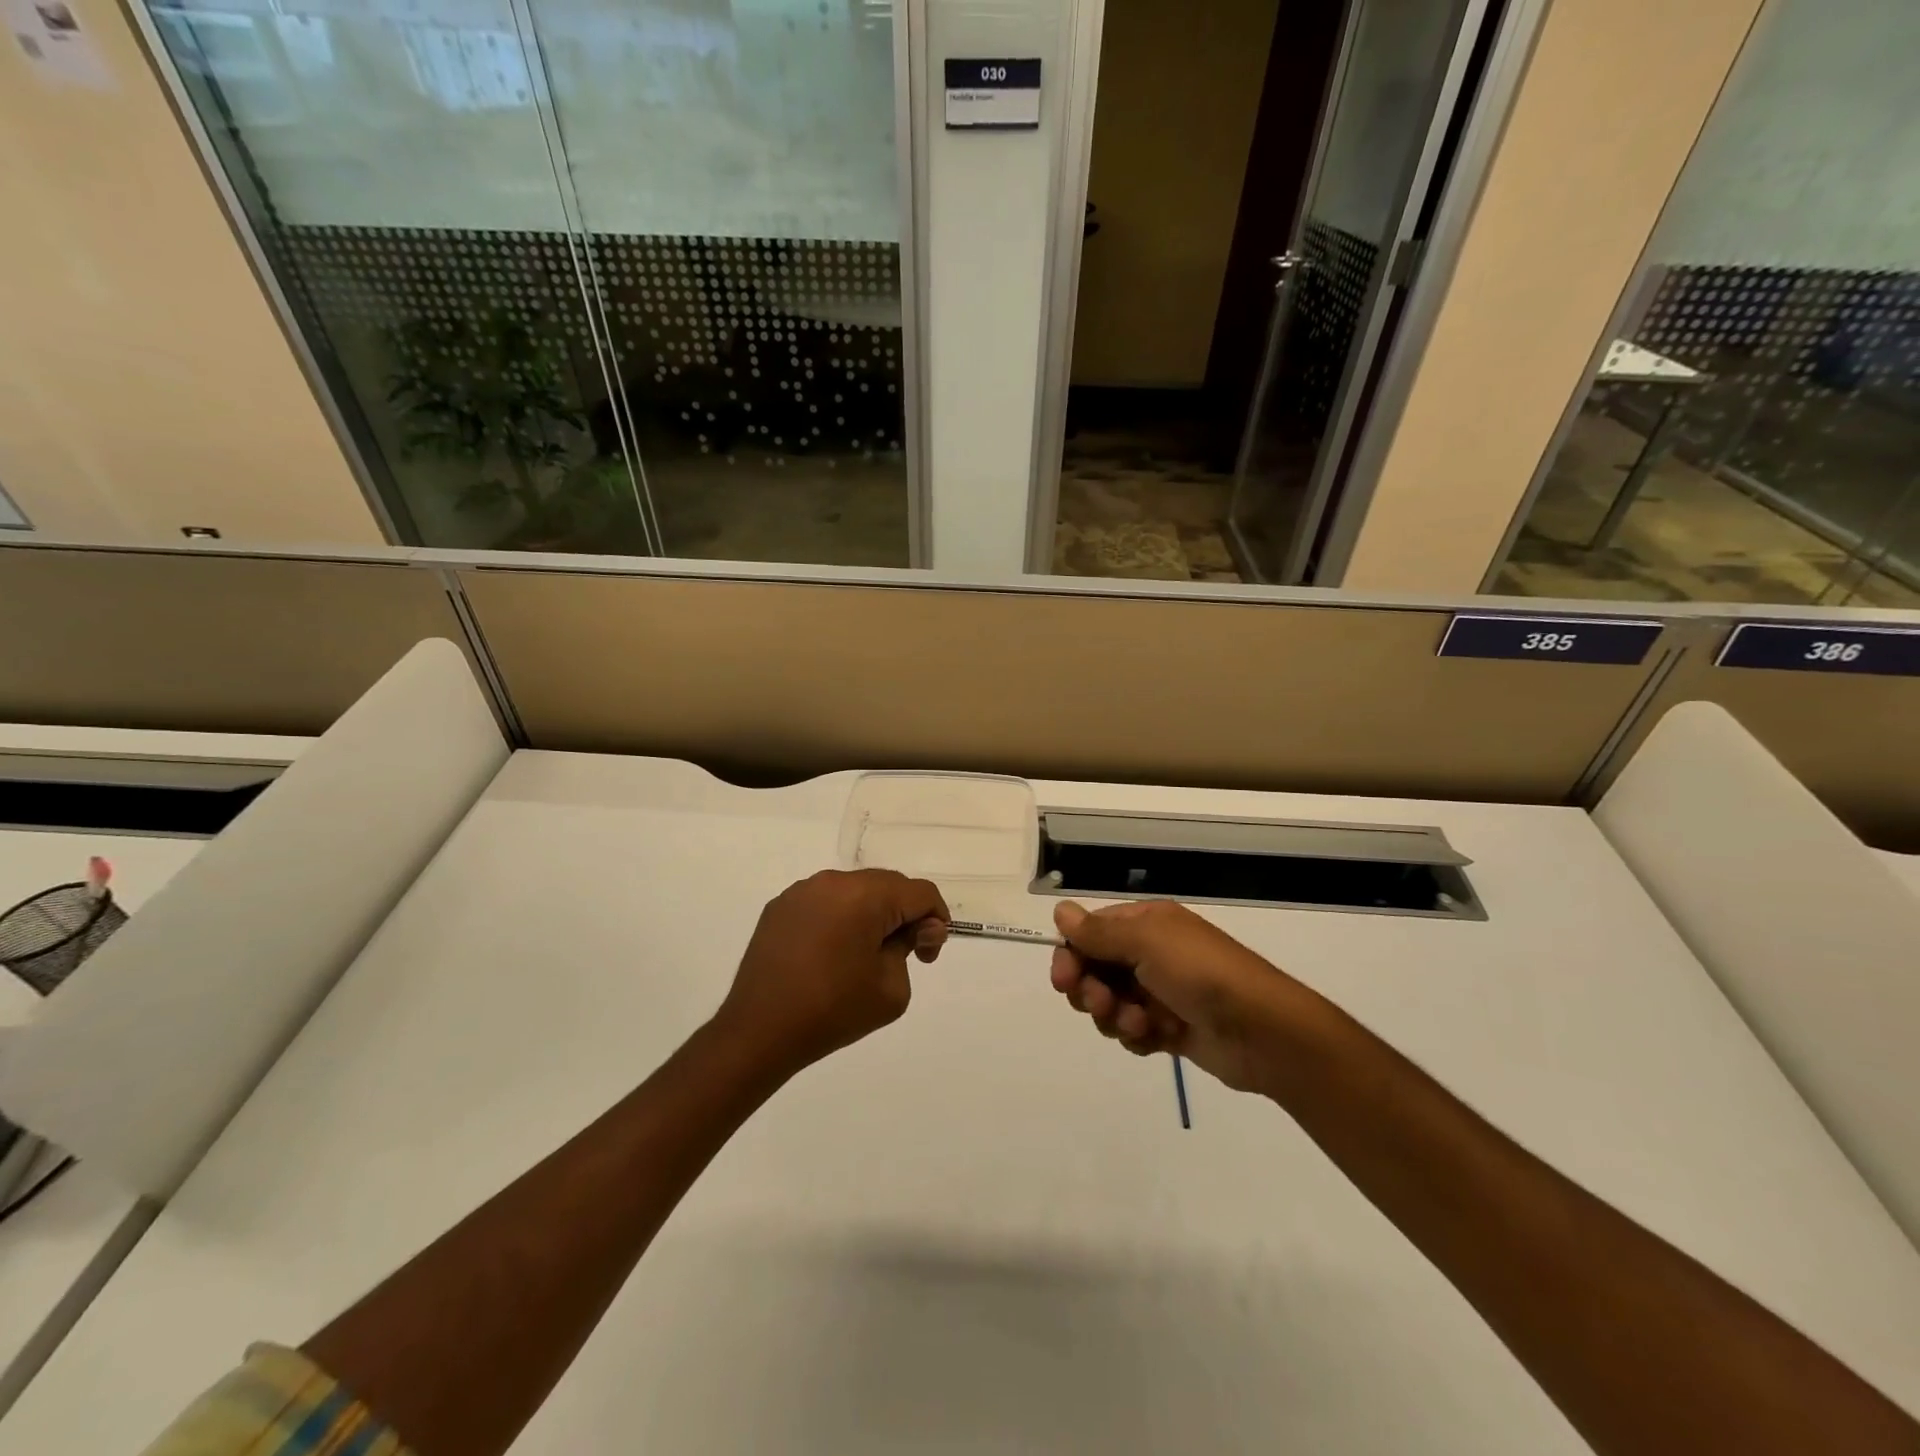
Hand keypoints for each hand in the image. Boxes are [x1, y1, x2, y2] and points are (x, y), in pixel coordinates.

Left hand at [716, 869, 949, 1077]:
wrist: (759, 1031)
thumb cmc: (833, 1011)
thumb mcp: (892, 987)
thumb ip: (911, 947)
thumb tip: (914, 929)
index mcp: (866, 895)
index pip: (920, 893)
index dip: (935, 921)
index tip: (925, 956)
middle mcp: (834, 881)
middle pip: (888, 886)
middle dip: (905, 915)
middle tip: (905, 955)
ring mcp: (802, 891)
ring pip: (855, 891)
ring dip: (872, 914)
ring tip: (865, 955)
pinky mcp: (780, 907)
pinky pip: (825, 902)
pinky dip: (840, 919)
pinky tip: (832, 954)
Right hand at [1049, 899, 1307, 1094]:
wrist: (1261, 1030)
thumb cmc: (1201, 974)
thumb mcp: (1147, 942)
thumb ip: (1099, 932)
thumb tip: (1060, 911)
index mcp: (1147, 923)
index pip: (1091, 932)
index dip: (1072, 955)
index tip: (1063, 980)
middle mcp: (1150, 953)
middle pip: (1095, 969)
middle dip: (1091, 989)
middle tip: (1101, 1004)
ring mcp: (1160, 992)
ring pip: (1110, 1003)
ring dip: (1114, 1015)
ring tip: (1140, 1024)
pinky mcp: (1169, 1028)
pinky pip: (1132, 1030)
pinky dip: (1136, 1035)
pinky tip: (1155, 1039)